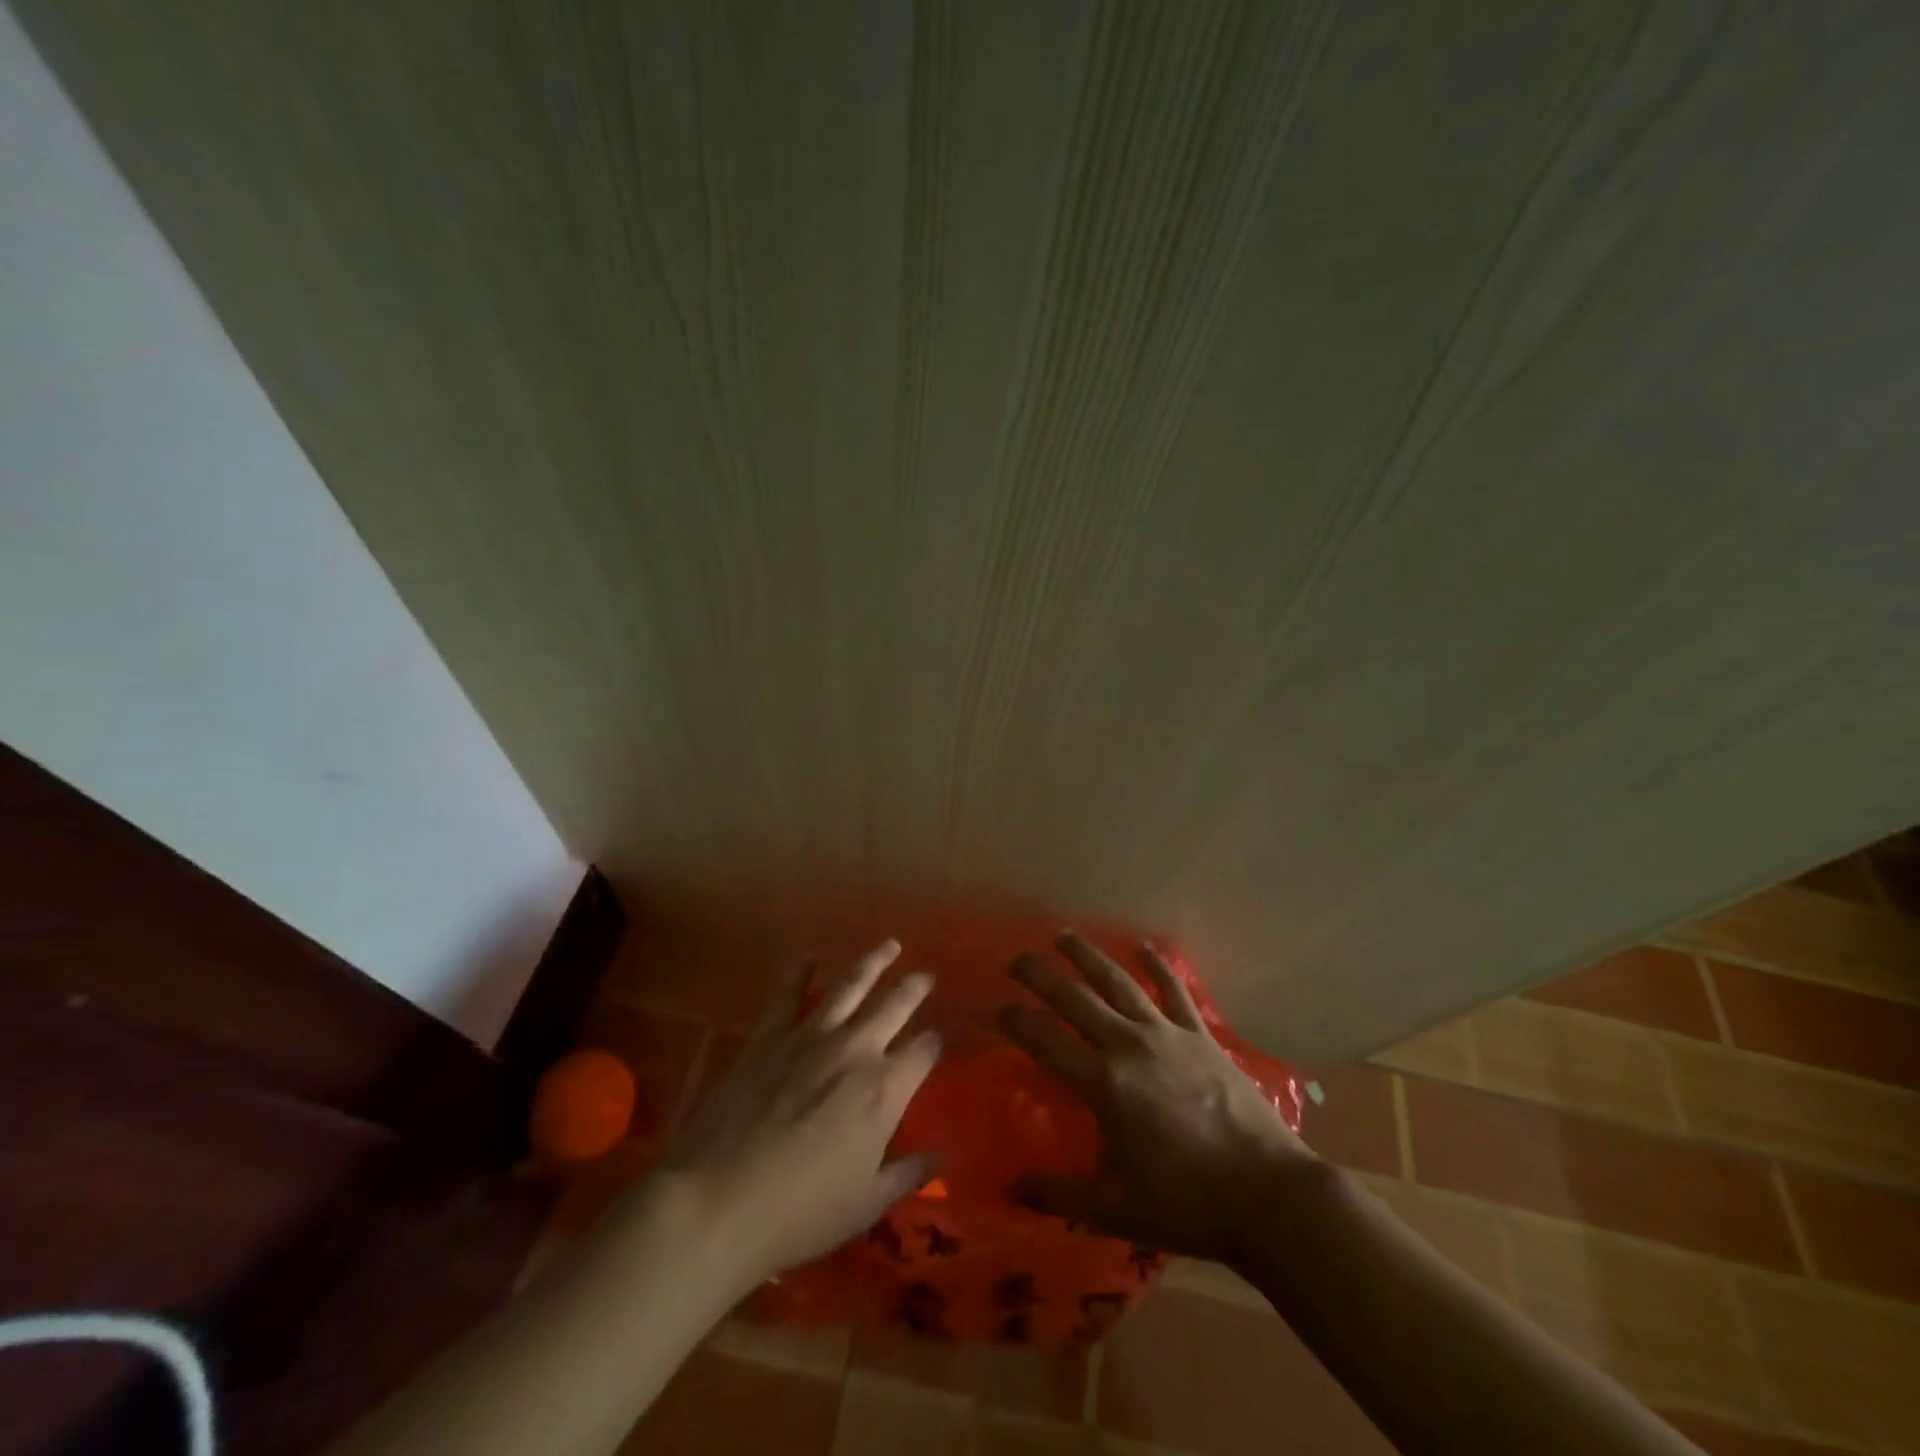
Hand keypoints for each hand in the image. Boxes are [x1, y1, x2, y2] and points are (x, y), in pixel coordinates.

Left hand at [659, 940, 940, 1284]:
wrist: (721, 1200)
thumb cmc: (802, 1212)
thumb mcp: (867, 1204)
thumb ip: (909, 1174)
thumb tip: (946, 1157)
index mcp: (885, 1090)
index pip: (922, 1053)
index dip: (933, 1044)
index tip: (936, 1041)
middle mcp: (855, 1051)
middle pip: (893, 1007)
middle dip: (914, 989)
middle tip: (925, 976)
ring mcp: (810, 1038)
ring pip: (849, 986)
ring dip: (872, 962)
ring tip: (889, 946)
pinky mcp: (769, 1037)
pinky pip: (787, 995)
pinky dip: (799, 972)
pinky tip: (808, 957)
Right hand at [997, 933, 1317, 1261]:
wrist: (1268, 1194)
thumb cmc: (1187, 1203)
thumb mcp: (1114, 1209)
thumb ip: (1058, 1193)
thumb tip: (1008, 1187)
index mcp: (1103, 1084)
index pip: (1045, 1040)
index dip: (1016, 1021)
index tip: (998, 1011)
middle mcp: (1128, 1045)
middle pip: (1075, 997)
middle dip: (1040, 975)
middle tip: (1017, 961)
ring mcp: (1167, 1034)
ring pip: (1119, 982)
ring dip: (1088, 957)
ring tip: (1064, 936)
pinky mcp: (1200, 1035)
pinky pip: (1175, 991)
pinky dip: (1159, 966)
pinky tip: (1146, 948)